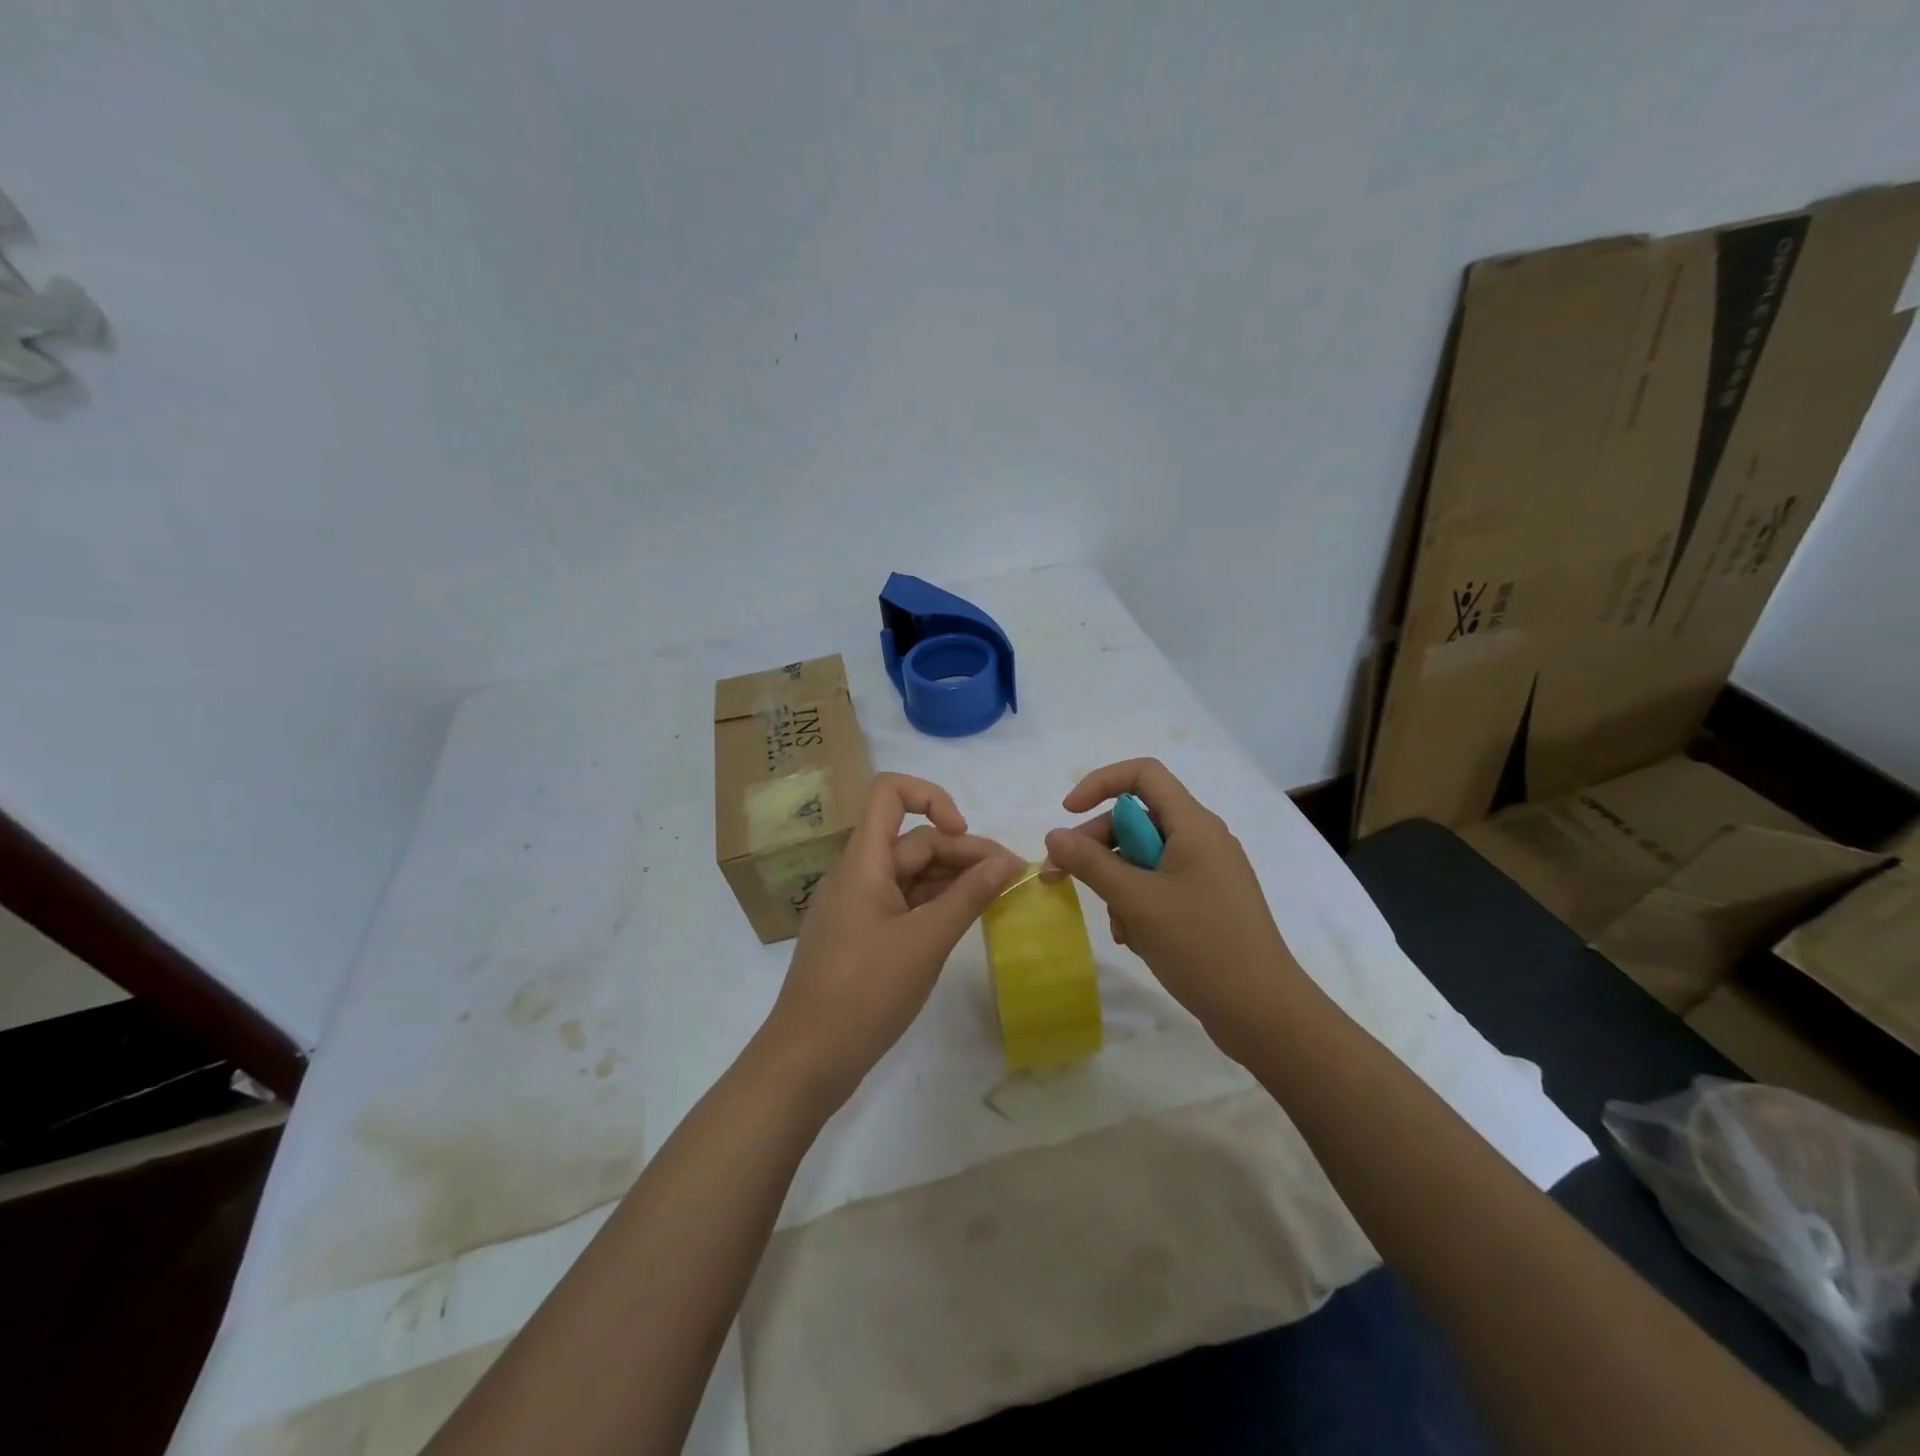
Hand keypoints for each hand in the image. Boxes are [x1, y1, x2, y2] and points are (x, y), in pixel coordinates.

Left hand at [761, 773, 1022, 1107]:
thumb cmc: (865, 992)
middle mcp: (858, 874)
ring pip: (912, 873)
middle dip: (962, 851)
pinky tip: (966, 920)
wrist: (807, 1060)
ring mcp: (859, 906)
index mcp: (863, 861)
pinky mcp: (863, 935)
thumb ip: (969, 897)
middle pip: (913, 840)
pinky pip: (904, 903)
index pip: (890, 793)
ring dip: (954, 879)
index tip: (964, 834)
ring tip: (999, 898)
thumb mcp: (926, 941)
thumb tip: (1008, 862)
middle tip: (1011, 877)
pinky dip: (936, 905)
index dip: (932, 798)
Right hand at [1043, 759, 1303, 1062]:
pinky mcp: (1206, 903)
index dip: (1101, 783)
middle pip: (1135, 820)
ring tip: (1120, 927)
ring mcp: (1206, 873)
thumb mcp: (1137, 901)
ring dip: (1117, 885)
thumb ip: (1091, 864)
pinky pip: (1158, 887)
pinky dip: (1138, 906)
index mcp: (1193, 825)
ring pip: (1143, 859)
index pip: (1143, 775)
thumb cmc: (1201, 945)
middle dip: (1096, 846)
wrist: (1263, 1013)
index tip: (1068, 813)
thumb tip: (1054, 836)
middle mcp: (1202, 840)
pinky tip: (1136, 939)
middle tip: (1058, 876)